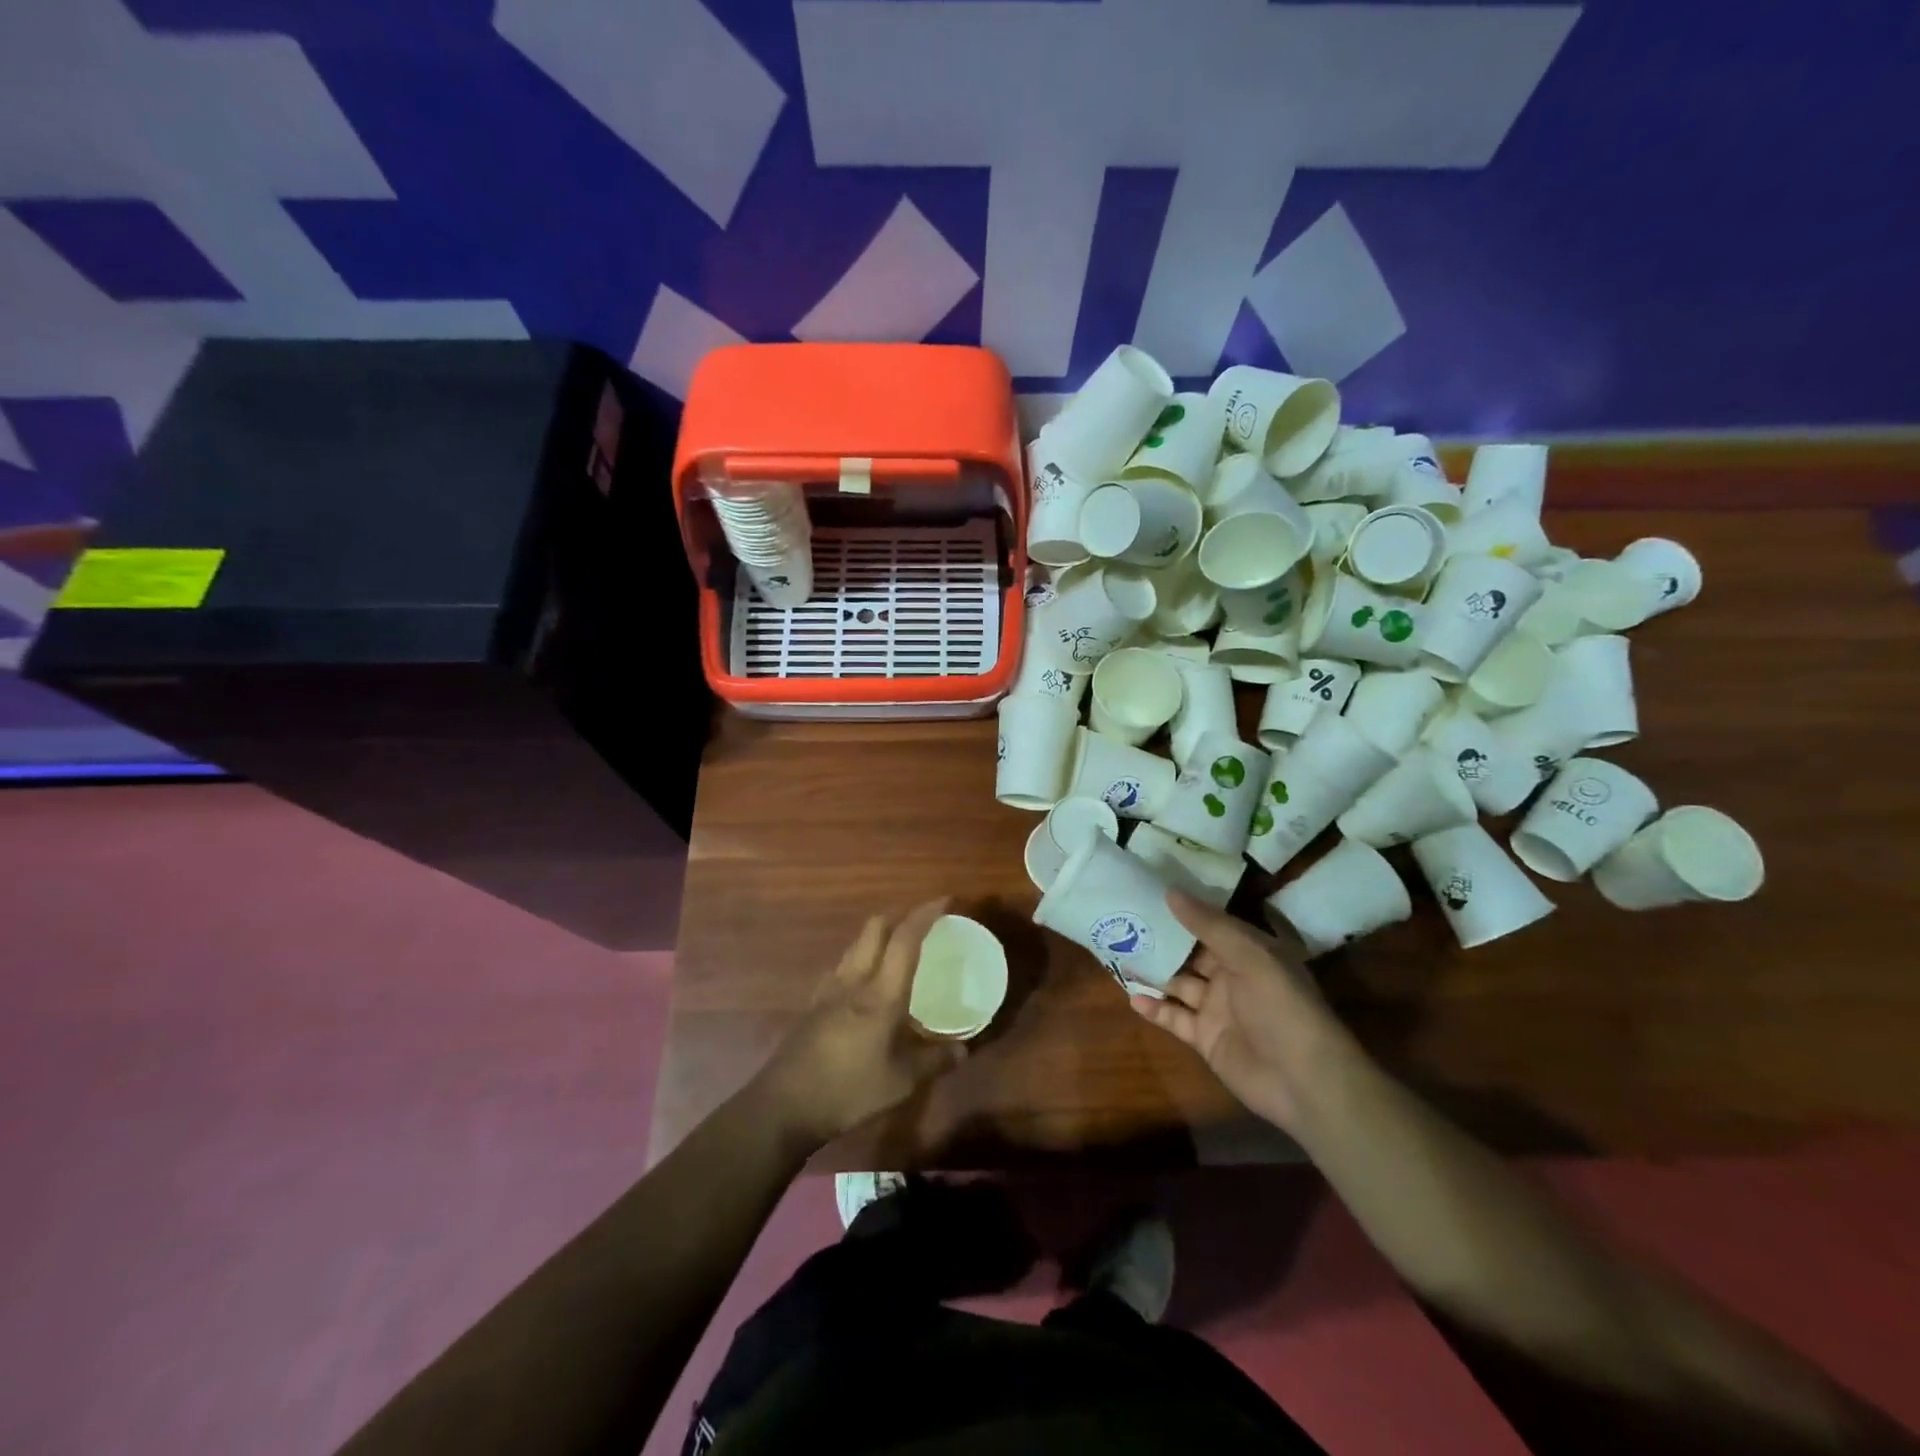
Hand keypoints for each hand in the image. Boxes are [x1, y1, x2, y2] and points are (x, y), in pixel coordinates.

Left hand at [755, 899, 966, 1147]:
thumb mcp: (901, 1082)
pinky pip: (842, 965)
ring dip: (879, 933)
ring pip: (856, 943)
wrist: (785, 1105)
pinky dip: (860, 957)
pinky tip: (865, 979)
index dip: (926, 914)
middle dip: (900, 914)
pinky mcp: (814, 1003)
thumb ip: (935, 1061)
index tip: (946, 901)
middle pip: (875, 927)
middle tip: (923, 920)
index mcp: (881, 993)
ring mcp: (830, 989)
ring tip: (897, 946)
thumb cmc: (848, 1090)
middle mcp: (855, 980)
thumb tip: (964, 1050)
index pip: (905, 939)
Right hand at [1130, 892, 1356, 1134]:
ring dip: (1153, 972)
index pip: (1212, 924)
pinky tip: (1132, 997)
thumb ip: (1209, 925)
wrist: (1304, 1081)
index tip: (1148, 894)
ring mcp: (1218, 1009)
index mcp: (1250, 952)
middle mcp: (1233, 976)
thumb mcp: (1250, 956)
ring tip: (1118, 956)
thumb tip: (1171, 892)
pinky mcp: (1206, 1038)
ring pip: (1179, 984)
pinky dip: (1155, 1008)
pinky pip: (1175, 1018)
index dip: (1183, 911)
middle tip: (1122, 923)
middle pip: (1191, 954)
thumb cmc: (1282, 1007)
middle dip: (1161, 941)